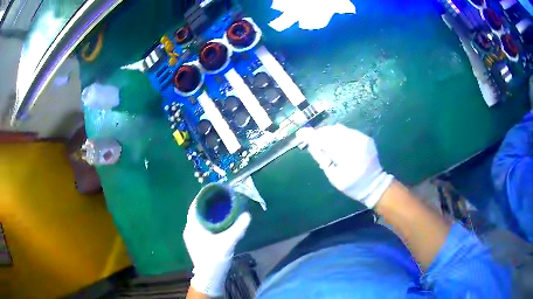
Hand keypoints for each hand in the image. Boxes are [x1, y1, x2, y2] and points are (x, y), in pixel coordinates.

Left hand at [183, 199, 250, 296]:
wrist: (209, 278)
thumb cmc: (214, 259)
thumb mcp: (227, 243)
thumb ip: (237, 229)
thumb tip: (247, 215)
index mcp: (193, 227)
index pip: (195, 206)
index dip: (203, 197)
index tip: (215, 191)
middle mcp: (190, 230)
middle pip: (197, 212)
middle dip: (208, 204)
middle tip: (222, 198)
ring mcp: (192, 237)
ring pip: (199, 219)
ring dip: (209, 213)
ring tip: (222, 208)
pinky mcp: (197, 242)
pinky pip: (202, 226)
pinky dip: (209, 221)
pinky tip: (220, 223)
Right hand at [297, 124, 392, 207]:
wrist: (374, 184)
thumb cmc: (352, 185)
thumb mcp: (334, 177)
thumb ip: (322, 159)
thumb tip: (311, 145)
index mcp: (347, 157)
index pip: (325, 141)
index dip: (312, 136)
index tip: (300, 133)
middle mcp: (356, 144)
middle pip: (332, 132)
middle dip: (320, 133)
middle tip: (310, 136)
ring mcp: (363, 139)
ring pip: (340, 129)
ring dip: (328, 132)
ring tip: (321, 138)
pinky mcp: (366, 138)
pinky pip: (348, 131)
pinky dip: (339, 133)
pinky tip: (335, 138)